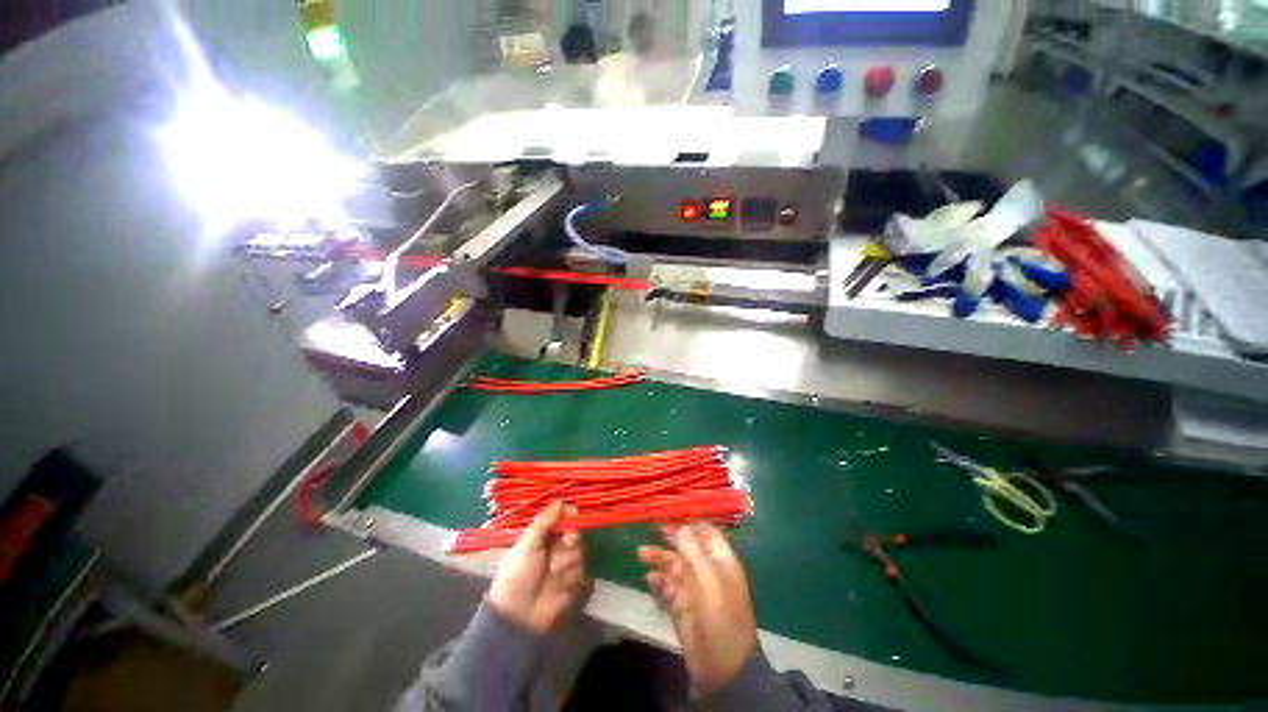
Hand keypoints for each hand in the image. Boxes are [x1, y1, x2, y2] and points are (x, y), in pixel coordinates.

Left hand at [486, 501, 585, 633]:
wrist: (517, 615)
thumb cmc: (517, 575)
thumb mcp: (527, 544)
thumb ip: (544, 521)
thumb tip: (559, 501)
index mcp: (542, 538)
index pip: (561, 520)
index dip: (568, 515)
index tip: (573, 513)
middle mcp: (555, 549)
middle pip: (574, 534)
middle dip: (570, 539)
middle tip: (566, 542)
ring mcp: (564, 566)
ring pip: (578, 552)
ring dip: (568, 560)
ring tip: (554, 572)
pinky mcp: (572, 584)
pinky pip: (580, 572)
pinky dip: (571, 577)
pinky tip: (559, 585)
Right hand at [638, 523, 757, 694]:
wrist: (721, 668)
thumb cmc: (720, 615)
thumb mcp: (710, 577)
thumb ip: (694, 549)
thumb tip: (681, 525)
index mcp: (722, 561)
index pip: (706, 532)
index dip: (690, 521)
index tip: (670, 511)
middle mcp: (708, 570)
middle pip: (687, 547)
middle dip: (670, 537)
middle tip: (651, 527)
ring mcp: (695, 589)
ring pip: (674, 566)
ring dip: (659, 559)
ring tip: (641, 554)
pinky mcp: (682, 607)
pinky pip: (668, 587)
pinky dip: (659, 582)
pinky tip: (649, 579)